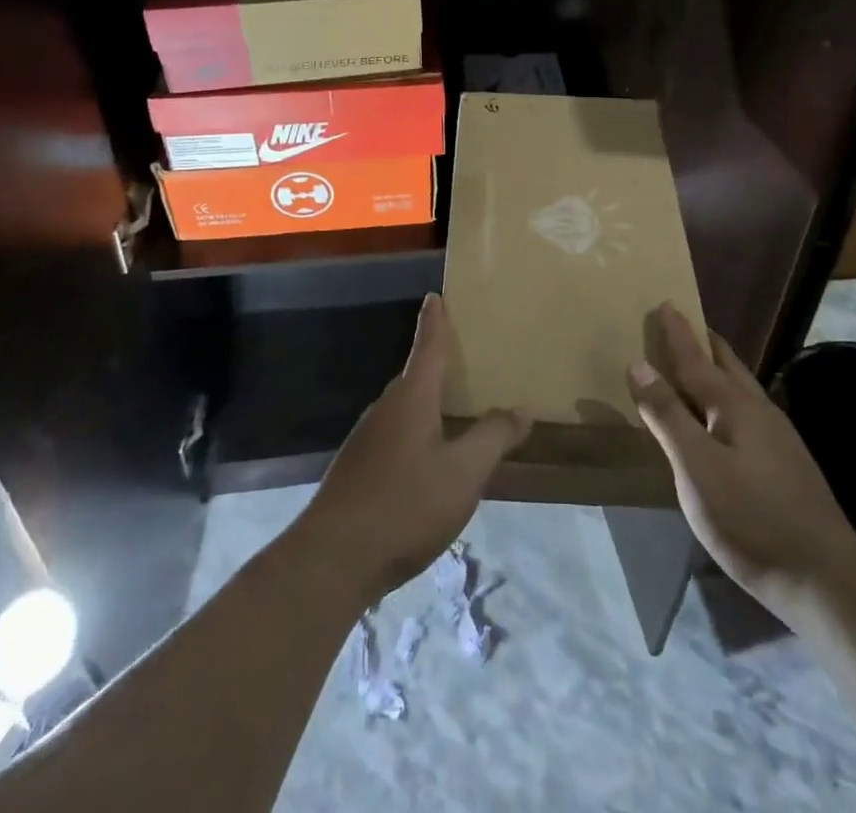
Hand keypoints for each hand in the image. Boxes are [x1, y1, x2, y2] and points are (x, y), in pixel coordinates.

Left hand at [306, 294, 530, 601]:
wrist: (333, 560)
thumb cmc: (405, 505)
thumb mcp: (463, 473)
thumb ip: (494, 437)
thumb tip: (522, 408)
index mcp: (411, 398)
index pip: (428, 346)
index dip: (435, 321)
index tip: (435, 296)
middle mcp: (386, 409)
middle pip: (416, 376)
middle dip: (438, 364)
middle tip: (467, 357)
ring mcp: (368, 440)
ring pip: (406, 409)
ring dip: (430, 403)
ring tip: (457, 409)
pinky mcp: (359, 470)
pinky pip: (397, 435)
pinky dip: (418, 432)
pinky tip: (432, 460)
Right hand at [627, 304, 855, 613]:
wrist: (824, 578)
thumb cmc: (750, 518)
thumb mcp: (696, 467)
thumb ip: (667, 415)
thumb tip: (639, 364)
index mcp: (734, 405)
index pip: (696, 358)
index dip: (677, 333)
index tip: (665, 303)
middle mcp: (758, 410)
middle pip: (726, 364)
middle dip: (701, 342)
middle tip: (679, 326)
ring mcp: (777, 437)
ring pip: (739, 387)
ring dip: (715, 369)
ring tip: (695, 365)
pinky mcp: (785, 462)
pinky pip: (745, 411)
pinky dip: (724, 398)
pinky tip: (721, 419)